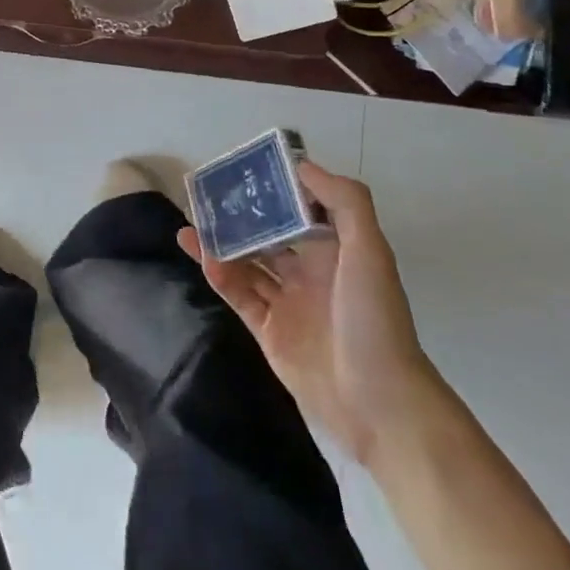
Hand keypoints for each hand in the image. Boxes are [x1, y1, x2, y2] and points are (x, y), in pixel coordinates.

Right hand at [179, 156, 436, 464]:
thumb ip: (345, 203)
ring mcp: (288, 304)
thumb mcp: (370, 252)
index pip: (301, 211)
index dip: (276, 191)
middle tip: (206, 196)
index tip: (246, 171)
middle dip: (241, 217)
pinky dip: (221, 278)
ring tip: (190, 224)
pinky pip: (240, 296)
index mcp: (336, 252)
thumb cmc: (374, 320)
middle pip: (268, 235)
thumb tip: (302, 165)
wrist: (379, 404)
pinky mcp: (270, 332)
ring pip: (248, 264)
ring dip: (221, 245)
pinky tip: (205, 260)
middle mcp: (311, 273)